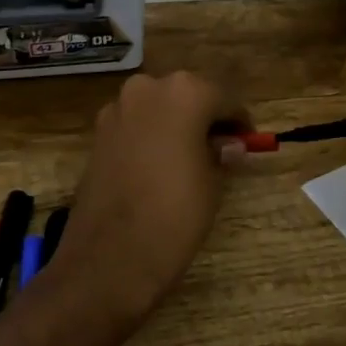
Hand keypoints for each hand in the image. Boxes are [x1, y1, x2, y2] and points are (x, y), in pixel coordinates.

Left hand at [55, 71, 249, 324]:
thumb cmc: (174, 214)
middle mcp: (149, 87)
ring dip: (175, 123)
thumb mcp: (213, 183)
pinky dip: (150, 136)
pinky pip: (135, 124)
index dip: (238, 121)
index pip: (224, 98)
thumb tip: (228, 144)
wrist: (108, 257)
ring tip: (189, 157)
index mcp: (185, 92)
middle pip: (188, 94)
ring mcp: (118, 108)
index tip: (247, 141)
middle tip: (220, 147)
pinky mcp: (98, 132)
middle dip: (204, 117)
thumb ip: (221, 153)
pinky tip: (158, 165)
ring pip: (158, 106)